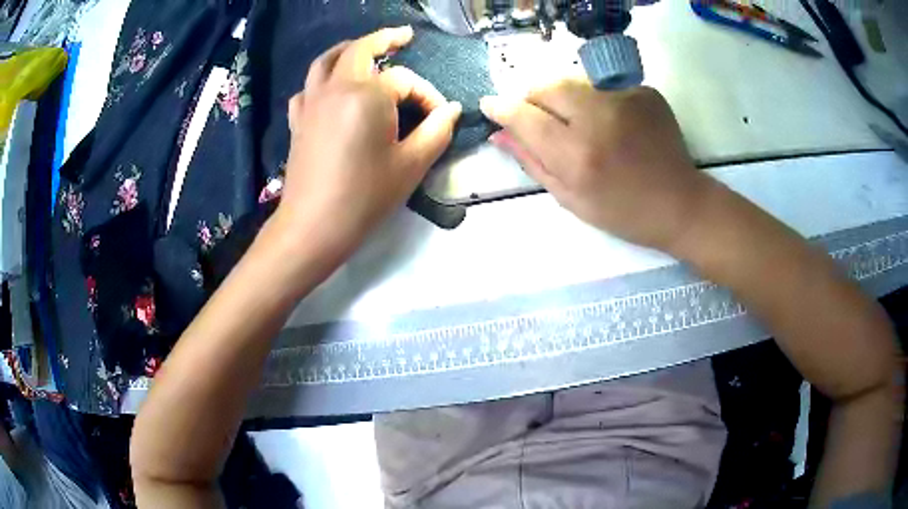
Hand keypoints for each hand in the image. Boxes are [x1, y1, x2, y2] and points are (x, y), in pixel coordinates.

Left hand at [275, 26, 461, 259]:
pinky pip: (308, 88)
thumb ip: (437, 130)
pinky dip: (321, 80)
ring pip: (326, 61)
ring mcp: (311, 102)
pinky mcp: (298, 120)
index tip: (439, 119)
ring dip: (348, 49)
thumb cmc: (365, 196)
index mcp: (367, 94)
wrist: (313, 227)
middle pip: (359, 49)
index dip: (427, 96)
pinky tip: (330, 89)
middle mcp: (336, 88)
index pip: (405, 81)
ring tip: (365, 49)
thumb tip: (452, 109)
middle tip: (404, 36)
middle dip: (385, 39)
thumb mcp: (411, 164)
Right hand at [481, 81, 710, 251]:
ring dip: (562, 96)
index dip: (501, 107)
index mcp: (578, 155)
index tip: (489, 105)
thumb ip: (532, 161)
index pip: (524, 115)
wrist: (679, 204)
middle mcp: (599, 118)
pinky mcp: (644, 92)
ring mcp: (625, 100)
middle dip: (531, 97)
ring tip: (577, 121)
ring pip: (572, 80)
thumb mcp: (570, 198)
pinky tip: (608, 122)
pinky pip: (602, 85)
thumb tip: (499, 133)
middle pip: (546, 86)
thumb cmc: (622, 212)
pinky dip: (594, 99)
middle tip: (537, 116)